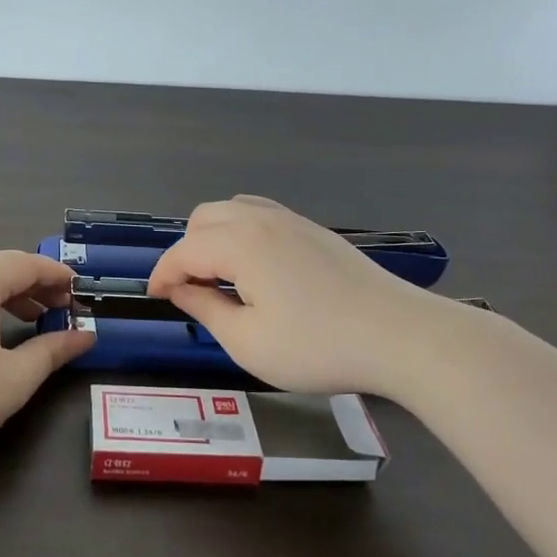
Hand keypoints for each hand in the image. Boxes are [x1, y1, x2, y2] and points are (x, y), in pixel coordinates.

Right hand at [147, 196, 469, 399]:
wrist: (400, 336)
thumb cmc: (317, 346)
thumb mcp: (248, 342)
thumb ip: (206, 310)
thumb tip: (181, 290)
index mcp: (239, 243)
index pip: (183, 251)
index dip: (162, 275)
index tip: (155, 299)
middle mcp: (261, 219)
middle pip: (203, 219)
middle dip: (186, 251)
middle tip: (191, 293)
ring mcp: (293, 220)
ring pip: (233, 211)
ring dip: (213, 237)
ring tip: (220, 279)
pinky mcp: (315, 231)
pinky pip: (261, 216)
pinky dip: (242, 233)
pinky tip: (256, 269)